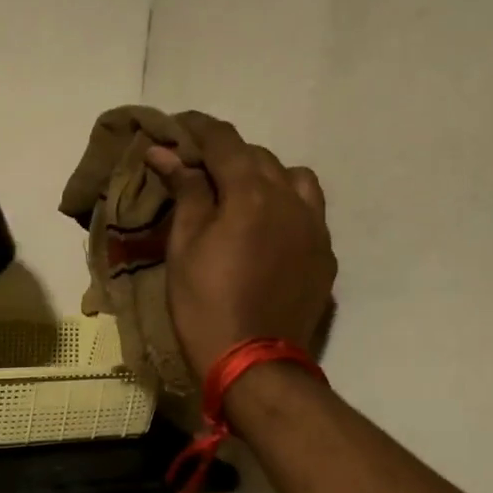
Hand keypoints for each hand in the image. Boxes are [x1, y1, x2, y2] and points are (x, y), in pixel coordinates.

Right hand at [147, 111, 335, 380]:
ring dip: (263, 176)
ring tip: (240, 196)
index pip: (224, 141)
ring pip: (292, 179)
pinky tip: (267, 229)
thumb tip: (168, 152)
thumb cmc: (205, 306)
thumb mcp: (184, 247)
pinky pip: (308, 212)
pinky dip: (285, 206)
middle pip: (257, 156)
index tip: (175, 128)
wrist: (255, 364)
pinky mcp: (325, 255)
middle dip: (225, 155)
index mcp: (251, 193)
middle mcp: (290, 199)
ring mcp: (315, 227)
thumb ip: (185, 192)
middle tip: (196, 170)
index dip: (197, 129)